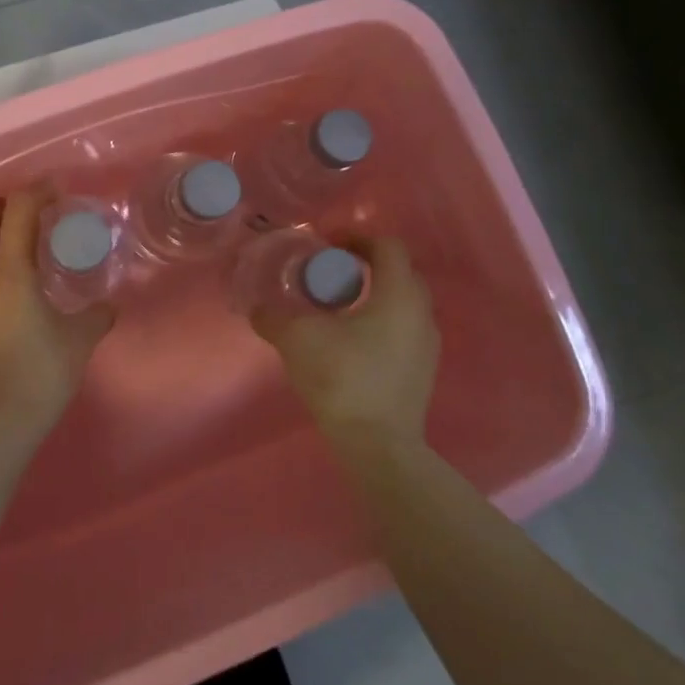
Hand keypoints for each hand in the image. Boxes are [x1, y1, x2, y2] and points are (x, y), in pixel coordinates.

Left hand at [0, 187, 115, 434]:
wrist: (2, 417)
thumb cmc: (42, 370)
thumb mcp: (80, 338)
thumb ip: (97, 314)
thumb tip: (109, 306)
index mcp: (11, 271)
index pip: (16, 211)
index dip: (37, 191)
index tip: (59, 190)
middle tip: (31, 208)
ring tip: (29, 236)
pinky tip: (25, 271)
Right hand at [251, 237, 439, 449]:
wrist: (379, 446)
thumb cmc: (343, 379)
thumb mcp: (297, 340)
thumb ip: (273, 317)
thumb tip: (257, 307)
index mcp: (398, 294)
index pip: (388, 245)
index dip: (356, 237)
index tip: (327, 245)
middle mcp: (421, 312)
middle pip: (398, 271)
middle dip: (365, 264)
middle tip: (331, 272)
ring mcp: (427, 343)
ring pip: (402, 302)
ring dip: (373, 294)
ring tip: (338, 307)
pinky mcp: (423, 369)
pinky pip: (403, 328)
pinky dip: (380, 321)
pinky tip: (351, 341)